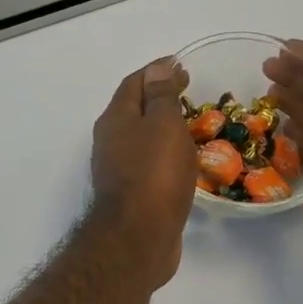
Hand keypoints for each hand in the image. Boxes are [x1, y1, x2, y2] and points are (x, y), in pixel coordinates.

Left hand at [89, 57, 197, 288]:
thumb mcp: (163, 125)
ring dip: (162, 128)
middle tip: (189, 94)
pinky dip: (165, 154)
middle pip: (134, 109)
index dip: (157, 71)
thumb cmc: (154, 174)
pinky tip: (184, 161)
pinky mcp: (130, 194)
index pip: (134, 83)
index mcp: (115, 118)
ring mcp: (118, 169)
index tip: (181, 65)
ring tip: (192, 125)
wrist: (138, 237)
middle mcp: (110, 140)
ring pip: (141, 138)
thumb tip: (157, 68)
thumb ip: (161, 96)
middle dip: (159, 98)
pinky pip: (149, 163)